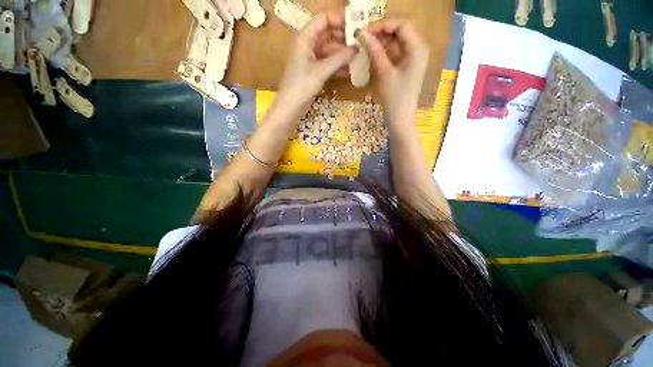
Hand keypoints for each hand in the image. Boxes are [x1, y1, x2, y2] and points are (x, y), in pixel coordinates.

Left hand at [275, 13, 356, 117]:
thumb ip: (339, 58)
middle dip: (343, 38)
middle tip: (360, 44)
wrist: (290, 107)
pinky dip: (337, 66)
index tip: (355, 27)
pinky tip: (350, 70)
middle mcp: (308, 45)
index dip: (339, 20)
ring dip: (342, 54)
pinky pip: (328, 64)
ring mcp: (311, 59)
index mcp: (305, 38)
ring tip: (358, 58)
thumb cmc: (302, 86)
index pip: (323, 20)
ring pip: (329, 51)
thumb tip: (357, 48)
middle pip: (328, 35)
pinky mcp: (313, 72)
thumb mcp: (321, 71)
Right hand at [360, 20, 429, 125]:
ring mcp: (412, 59)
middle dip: (381, 33)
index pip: (402, 25)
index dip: (383, 25)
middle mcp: (418, 50)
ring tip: (365, 47)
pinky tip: (372, 55)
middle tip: (363, 38)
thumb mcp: (384, 73)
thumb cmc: (394, 97)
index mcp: (417, 48)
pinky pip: (395, 54)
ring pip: (396, 43)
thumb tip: (362, 34)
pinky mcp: (406, 67)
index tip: (366, 31)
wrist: (400, 118)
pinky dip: (384, 53)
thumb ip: (375, 51)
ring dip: (381, 43)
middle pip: (400, 32)